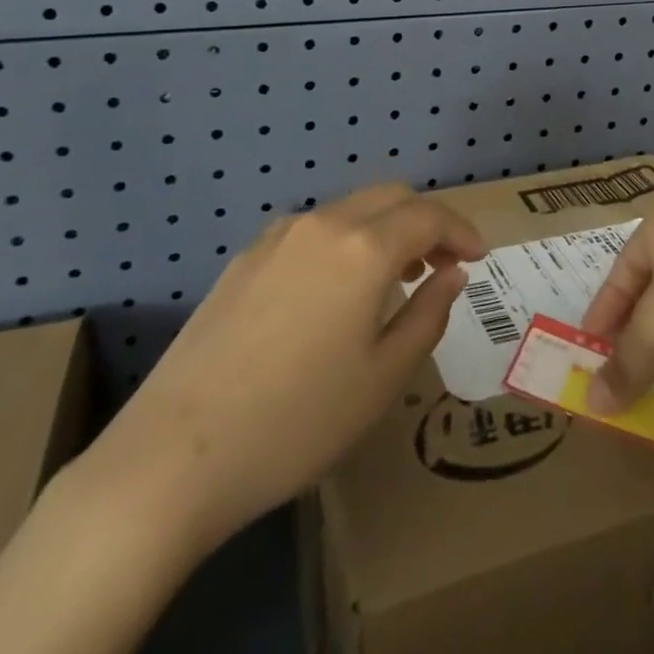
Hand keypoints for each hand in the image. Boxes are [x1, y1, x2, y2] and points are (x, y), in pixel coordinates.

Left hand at [85, 183, 484, 555]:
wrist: (174, 456)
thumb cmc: (297, 423)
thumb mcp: (383, 379)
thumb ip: (428, 315)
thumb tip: (451, 274)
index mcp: (363, 248)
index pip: (428, 216)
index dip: (461, 231)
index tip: (479, 257)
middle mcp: (322, 225)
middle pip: (389, 196)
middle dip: (426, 221)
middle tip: (443, 263)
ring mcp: (277, 237)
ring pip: (349, 210)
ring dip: (384, 230)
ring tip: (395, 279)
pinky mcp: (244, 259)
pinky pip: (313, 232)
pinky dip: (345, 243)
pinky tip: (337, 292)